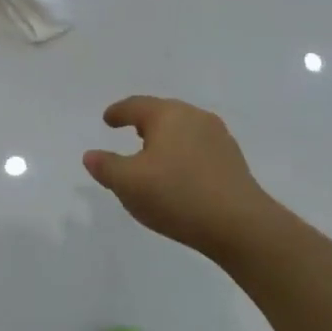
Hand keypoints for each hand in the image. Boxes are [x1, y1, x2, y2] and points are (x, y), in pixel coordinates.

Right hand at [83, 96, 279, 256]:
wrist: (240, 224)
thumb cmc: (177, 195)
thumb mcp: (128, 183)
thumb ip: (106, 167)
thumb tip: (91, 155)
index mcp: (168, 114)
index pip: (136, 106)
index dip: (118, 112)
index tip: (108, 119)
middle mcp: (195, 117)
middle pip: (163, 113)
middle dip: (145, 123)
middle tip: (131, 133)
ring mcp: (219, 138)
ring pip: (184, 130)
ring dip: (167, 140)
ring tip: (155, 156)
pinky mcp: (233, 161)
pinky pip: (199, 149)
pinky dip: (184, 155)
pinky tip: (181, 176)